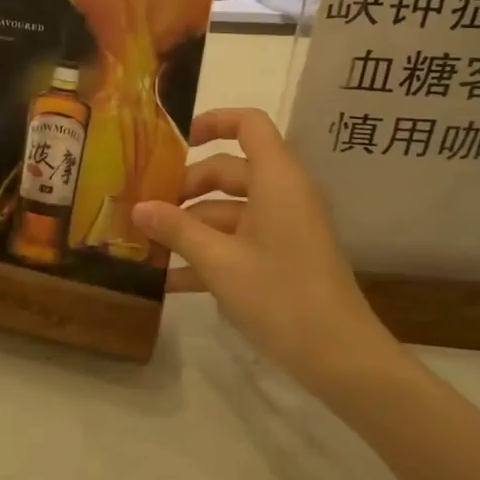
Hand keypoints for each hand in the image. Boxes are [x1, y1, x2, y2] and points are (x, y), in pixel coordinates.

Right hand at [132, 108, 398, 388]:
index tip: (173, 143)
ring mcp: (284, 227)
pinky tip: (170, 280)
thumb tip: (138, 207)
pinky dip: (209, 252)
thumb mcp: (219, 262)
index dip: (212, 122)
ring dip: (191, 226)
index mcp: (276, 179)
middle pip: (229, 170)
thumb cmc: (281, 296)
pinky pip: (240, 240)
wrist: (341, 358)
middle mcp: (283, 194)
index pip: (248, 124)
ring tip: (147, 246)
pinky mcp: (283, 257)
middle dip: (186, 188)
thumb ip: (176, 230)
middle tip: (145, 209)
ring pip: (230, 210)